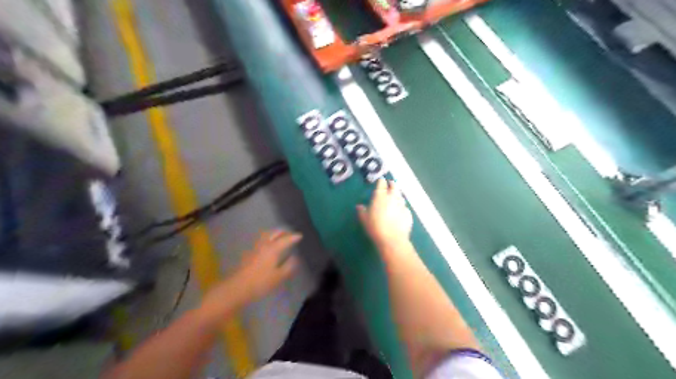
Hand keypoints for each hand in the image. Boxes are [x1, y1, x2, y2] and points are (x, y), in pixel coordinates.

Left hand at [235, 229, 303, 299]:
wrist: (238, 287)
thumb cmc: (261, 282)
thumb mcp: (279, 276)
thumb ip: (288, 266)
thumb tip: (294, 258)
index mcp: (273, 249)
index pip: (285, 239)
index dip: (293, 237)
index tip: (300, 235)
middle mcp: (264, 245)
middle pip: (274, 233)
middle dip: (283, 232)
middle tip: (289, 233)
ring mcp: (255, 248)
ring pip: (266, 235)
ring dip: (274, 233)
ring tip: (279, 236)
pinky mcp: (249, 253)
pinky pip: (261, 240)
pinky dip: (267, 238)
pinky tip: (268, 244)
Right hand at [358, 179, 412, 249]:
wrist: (392, 239)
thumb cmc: (375, 227)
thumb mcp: (364, 219)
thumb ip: (361, 210)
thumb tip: (359, 206)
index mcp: (380, 196)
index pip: (381, 183)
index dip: (381, 182)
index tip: (380, 182)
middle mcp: (392, 197)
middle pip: (394, 186)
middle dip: (391, 184)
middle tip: (389, 185)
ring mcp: (402, 204)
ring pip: (400, 196)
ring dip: (397, 195)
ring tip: (394, 198)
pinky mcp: (408, 213)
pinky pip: (404, 207)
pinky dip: (401, 207)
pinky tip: (399, 212)